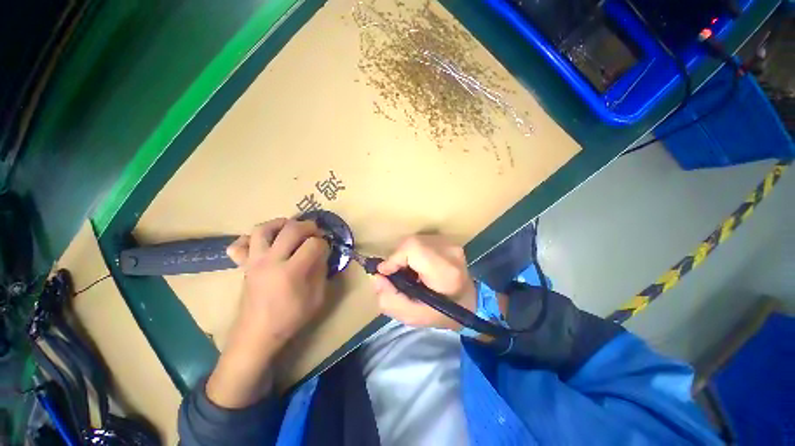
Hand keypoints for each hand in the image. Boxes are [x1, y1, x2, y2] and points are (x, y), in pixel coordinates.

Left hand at [206, 218, 329, 407]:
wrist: (257, 334)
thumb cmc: (290, 318)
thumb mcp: (317, 298)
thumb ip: (321, 272)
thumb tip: (322, 253)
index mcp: (292, 272)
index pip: (313, 244)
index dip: (323, 243)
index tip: (326, 249)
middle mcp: (271, 261)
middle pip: (291, 229)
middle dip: (308, 226)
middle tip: (315, 232)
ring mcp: (254, 261)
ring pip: (263, 229)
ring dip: (281, 223)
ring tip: (291, 228)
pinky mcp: (244, 265)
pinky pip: (239, 244)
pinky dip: (251, 238)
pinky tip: (263, 242)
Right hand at [373, 235, 475, 330]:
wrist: (469, 302)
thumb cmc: (443, 313)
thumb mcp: (413, 317)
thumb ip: (390, 299)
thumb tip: (376, 276)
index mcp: (446, 273)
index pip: (413, 248)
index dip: (395, 258)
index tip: (386, 273)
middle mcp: (451, 252)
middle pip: (412, 242)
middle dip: (398, 258)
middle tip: (396, 275)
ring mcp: (451, 243)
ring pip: (415, 239)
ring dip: (405, 255)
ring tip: (408, 271)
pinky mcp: (449, 240)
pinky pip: (422, 240)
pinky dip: (413, 251)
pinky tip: (417, 265)